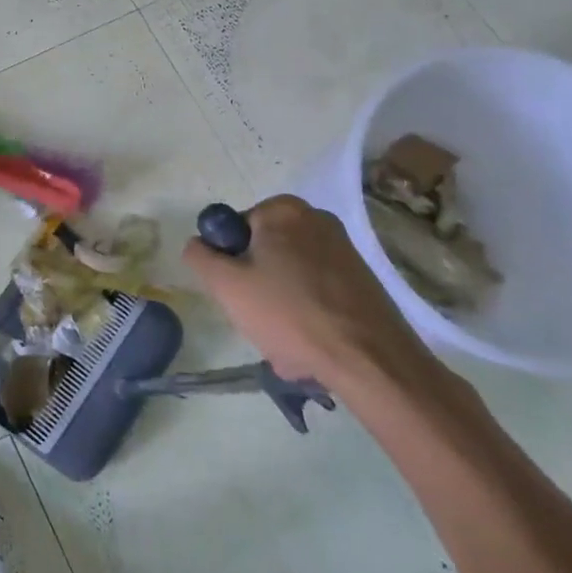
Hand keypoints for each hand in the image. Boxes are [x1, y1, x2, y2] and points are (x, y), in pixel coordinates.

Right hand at [182, 196, 440, 393]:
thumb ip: (199, 256)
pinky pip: (316, 291)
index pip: (233, 229)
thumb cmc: (290, 314)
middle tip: (257, 319)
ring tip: (286, 343)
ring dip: (279, 305)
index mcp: (283, 210)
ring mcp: (344, 249)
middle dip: (255, 286)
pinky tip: (310, 345)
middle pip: (262, 251)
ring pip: (288, 275)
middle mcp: (316, 219)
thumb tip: (199, 244)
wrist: (372, 362)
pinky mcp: (363, 279)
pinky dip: (307, 313)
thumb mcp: (225, 285)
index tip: (237, 293)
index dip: (228, 262)